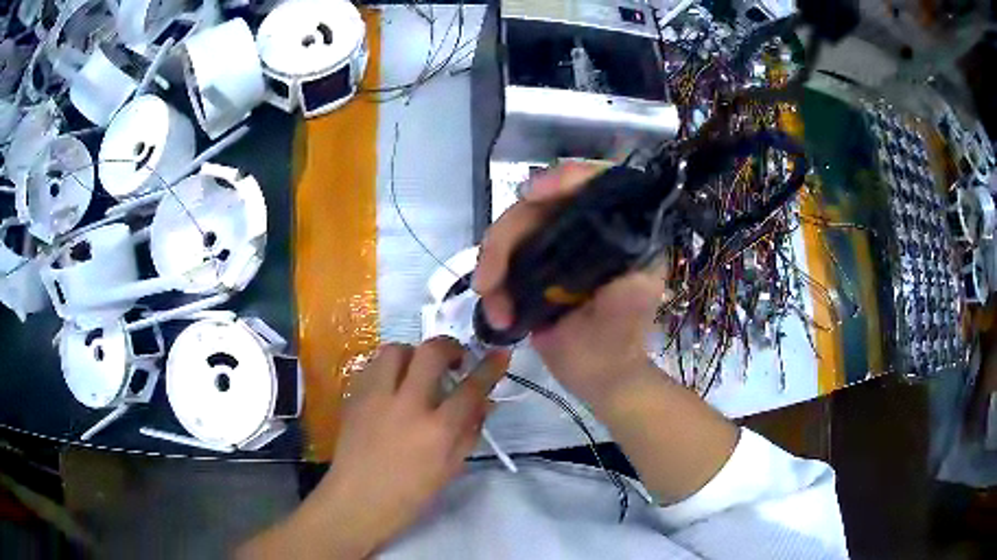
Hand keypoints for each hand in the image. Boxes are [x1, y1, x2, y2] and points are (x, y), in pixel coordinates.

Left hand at [240, 339, 508, 558]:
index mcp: (437, 430)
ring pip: (396, 349)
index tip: (500, 354)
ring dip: (414, 354)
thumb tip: (484, 402)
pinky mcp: (354, 397)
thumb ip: (469, 432)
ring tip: (418, 370)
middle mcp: (407, 405)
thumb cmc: (410, 494)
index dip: (490, 367)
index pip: (471, 388)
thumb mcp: (450, 469)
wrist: (357, 501)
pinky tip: (392, 385)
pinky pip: (373, 366)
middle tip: (454, 360)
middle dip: (450, 347)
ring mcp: (376, 398)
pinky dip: (388, 368)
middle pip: (431, 353)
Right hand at [473, 162, 666, 404]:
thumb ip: (628, 295)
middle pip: (540, 205)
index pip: (596, 183)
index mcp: (621, 229)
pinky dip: (492, 280)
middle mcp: (587, 227)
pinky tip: (496, 312)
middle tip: (488, 280)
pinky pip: (503, 256)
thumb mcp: (627, 319)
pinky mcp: (534, 263)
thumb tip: (626, 273)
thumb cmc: (617, 346)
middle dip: (507, 236)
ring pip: (514, 229)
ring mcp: (558, 244)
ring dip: (493, 264)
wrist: (594, 375)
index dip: (564, 179)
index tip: (532, 195)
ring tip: (494, 307)